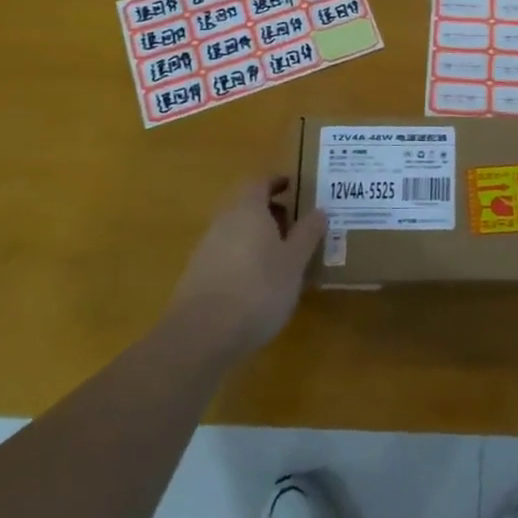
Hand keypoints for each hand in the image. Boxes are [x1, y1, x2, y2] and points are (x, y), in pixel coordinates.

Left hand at [166, 177, 325, 359]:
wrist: (201, 336)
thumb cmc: (258, 289)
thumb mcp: (294, 261)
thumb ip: (307, 233)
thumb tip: (319, 211)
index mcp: (247, 210)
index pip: (259, 181)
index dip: (278, 181)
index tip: (296, 187)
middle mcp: (223, 222)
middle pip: (247, 206)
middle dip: (273, 212)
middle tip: (298, 225)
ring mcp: (206, 250)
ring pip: (237, 232)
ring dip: (260, 238)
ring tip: (286, 258)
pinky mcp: (198, 278)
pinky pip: (228, 256)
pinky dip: (246, 259)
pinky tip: (262, 284)